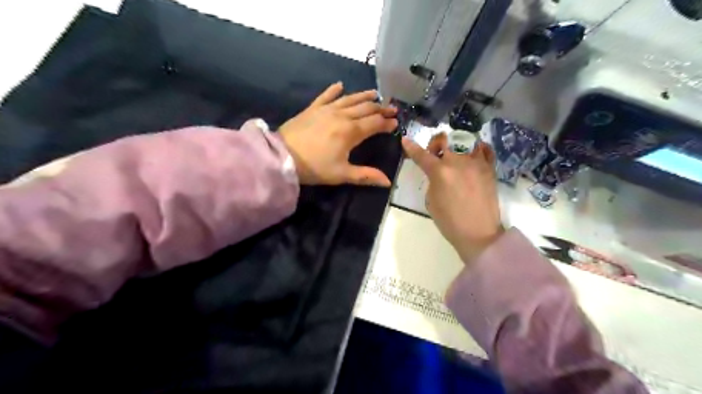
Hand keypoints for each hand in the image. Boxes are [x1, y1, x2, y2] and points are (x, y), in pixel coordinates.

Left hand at [282, 82, 400, 185]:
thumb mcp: (342, 174)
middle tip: (392, 108)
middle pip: (366, 108)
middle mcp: (342, 116)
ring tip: (375, 93)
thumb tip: (388, 182)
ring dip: (364, 96)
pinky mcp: (312, 108)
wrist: (282, 156)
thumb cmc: (315, 167)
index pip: (375, 123)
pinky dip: (334, 90)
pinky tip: (340, 85)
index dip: (387, 123)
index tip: (396, 122)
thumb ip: (366, 176)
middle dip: (381, 108)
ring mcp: (326, 109)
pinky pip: (326, 96)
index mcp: (351, 132)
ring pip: (350, 99)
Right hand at [400, 134, 504, 263]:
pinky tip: (473, 155)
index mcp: (440, 173)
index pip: (422, 155)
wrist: (479, 234)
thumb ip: (432, 181)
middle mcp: (458, 162)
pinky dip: (477, 149)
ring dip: (457, 144)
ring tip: (456, 154)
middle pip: (445, 139)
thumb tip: (438, 173)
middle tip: (435, 153)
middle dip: (436, 143)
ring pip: (466, 140)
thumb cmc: (450, 222)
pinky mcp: (490, 169)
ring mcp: (476, 163)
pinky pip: (485, 150)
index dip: (411, 147)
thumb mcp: (431, 201)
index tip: (405, 140)